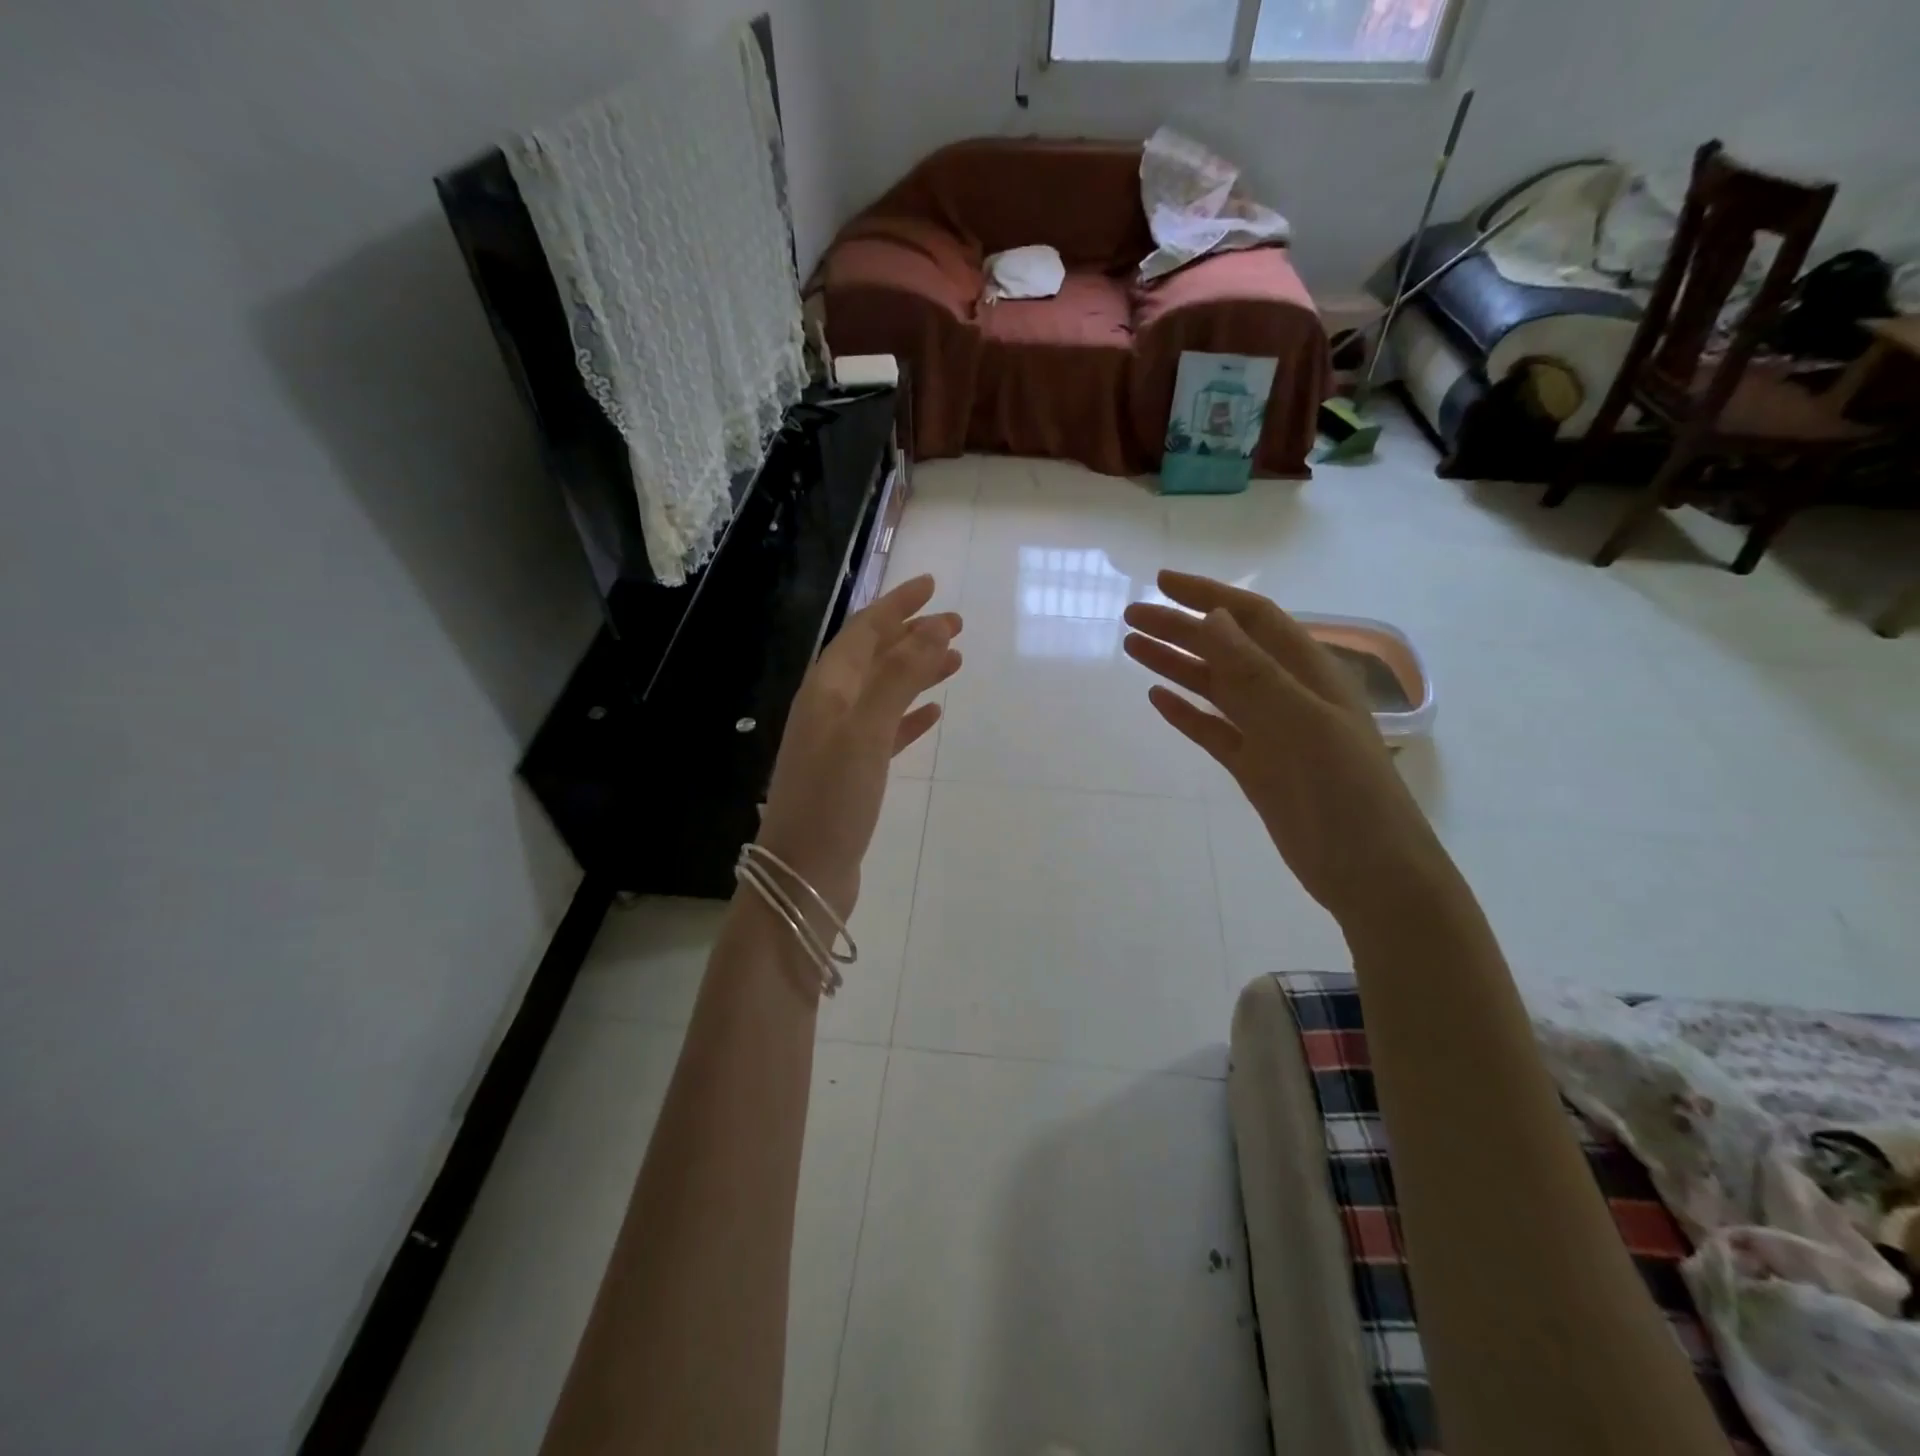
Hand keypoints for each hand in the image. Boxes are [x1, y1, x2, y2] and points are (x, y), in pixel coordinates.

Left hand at [755, 575, 961, 919]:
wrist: (802, 875)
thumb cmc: (832, 799)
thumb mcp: (866, 731)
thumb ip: (898, 677)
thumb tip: (933, 627)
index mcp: (826, 689)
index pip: (863, 632)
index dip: (897, 606)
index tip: (932, 586)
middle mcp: (829, 707)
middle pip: (874, 658)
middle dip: (912, 636)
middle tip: (957, 624)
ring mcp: (839, 741)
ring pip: (884, 692)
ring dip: (916, 673)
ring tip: (955, 661)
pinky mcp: (853, 772)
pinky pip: (886, 730)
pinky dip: (909, 715)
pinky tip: (933, 714)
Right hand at [1123, 570, 1447, 925]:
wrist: (1367, 870)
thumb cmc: (1344, 789)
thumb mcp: (1300, 722)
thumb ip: (1254, 671)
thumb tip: (1211, 616)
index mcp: (1307, 672)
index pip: (1252, 618)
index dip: (1208, 596)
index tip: (1162, 584)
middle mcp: (1286, 694)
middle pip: (1225, 649)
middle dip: (1180, 629)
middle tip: (1130, 617)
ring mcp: (1269, 732)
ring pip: (1214, 688)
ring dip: (1175, 665)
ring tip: (1132, 648)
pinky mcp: (1255, 767)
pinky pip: (1212, 731)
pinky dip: (1185, 714)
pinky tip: (1157, 700)